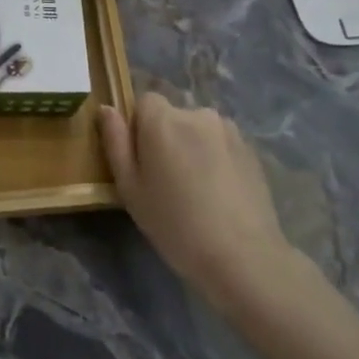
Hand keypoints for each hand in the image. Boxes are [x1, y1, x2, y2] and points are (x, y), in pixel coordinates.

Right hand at [98, 93, 300, 313]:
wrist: (243, 257)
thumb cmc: (175, 224)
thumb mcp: (130, 188)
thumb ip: (116, 142)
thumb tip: (106, 108)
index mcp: (163, 120)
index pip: (144, 102)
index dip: (139, 128)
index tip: (142, 162)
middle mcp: (197, 113)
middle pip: (173, 116)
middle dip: (167, 139)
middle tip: (167, 183)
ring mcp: (229, 130)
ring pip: (199, 131)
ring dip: (193, 148)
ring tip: (197, 191)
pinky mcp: (251, 150)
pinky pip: (222, 145)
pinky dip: (216, 160)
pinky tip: (219, 195)